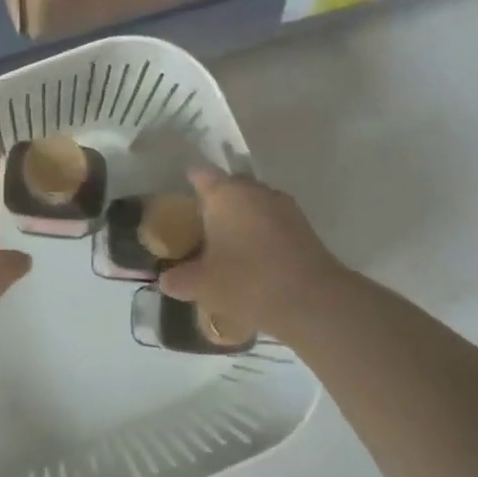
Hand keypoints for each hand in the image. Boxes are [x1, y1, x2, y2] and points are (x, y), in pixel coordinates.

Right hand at [158, 166, 343, 337]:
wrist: (311, 300)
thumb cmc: (246, 282)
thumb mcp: (201, 285)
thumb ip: (179, 280)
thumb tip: (166, 280)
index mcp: (226, 194)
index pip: (201, 175)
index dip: (189, 183)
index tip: (180, 198)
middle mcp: (256, 191)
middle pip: (230, 187)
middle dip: (216, 203)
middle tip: (200, 227)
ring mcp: (284, 207)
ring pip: (254, 205)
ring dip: (241, 219)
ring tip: (227, 246)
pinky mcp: (304, 228)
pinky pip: (273, 223)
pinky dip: (261, 235)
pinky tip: (253, 260)